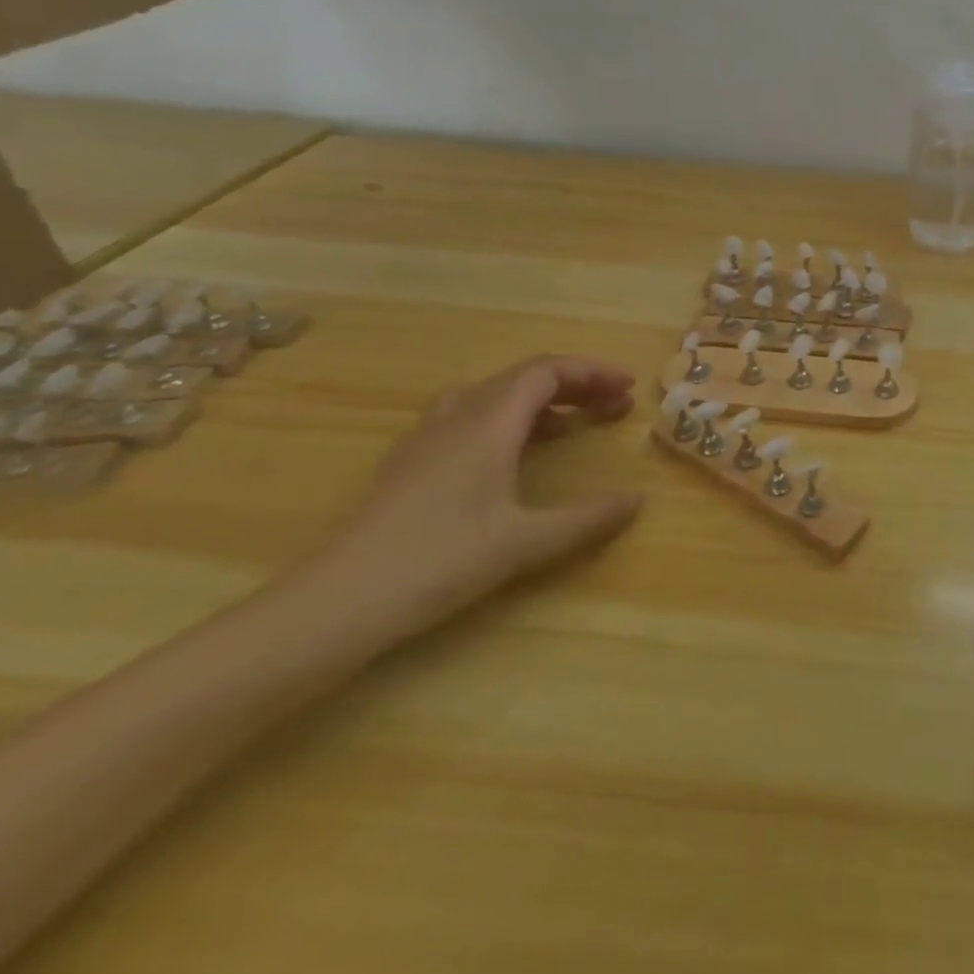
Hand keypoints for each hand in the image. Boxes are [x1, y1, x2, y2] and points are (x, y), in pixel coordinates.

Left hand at [310, 355, 643, 637]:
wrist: (336, 602)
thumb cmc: (439, 561)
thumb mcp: (526, 543)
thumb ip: (587, 519)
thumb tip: (637, 500)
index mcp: (488, 423)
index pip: (547, 371)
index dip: (592, 372)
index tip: (628, 388)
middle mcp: (458, 416)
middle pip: (524, 378)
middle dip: (576, 386)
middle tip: (614, 407)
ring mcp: (428, 438)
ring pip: (494, 395)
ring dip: (542, 401)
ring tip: (574, 425)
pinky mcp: (411, 462)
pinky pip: (470, 417)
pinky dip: (510, 419)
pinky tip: (515, 453)